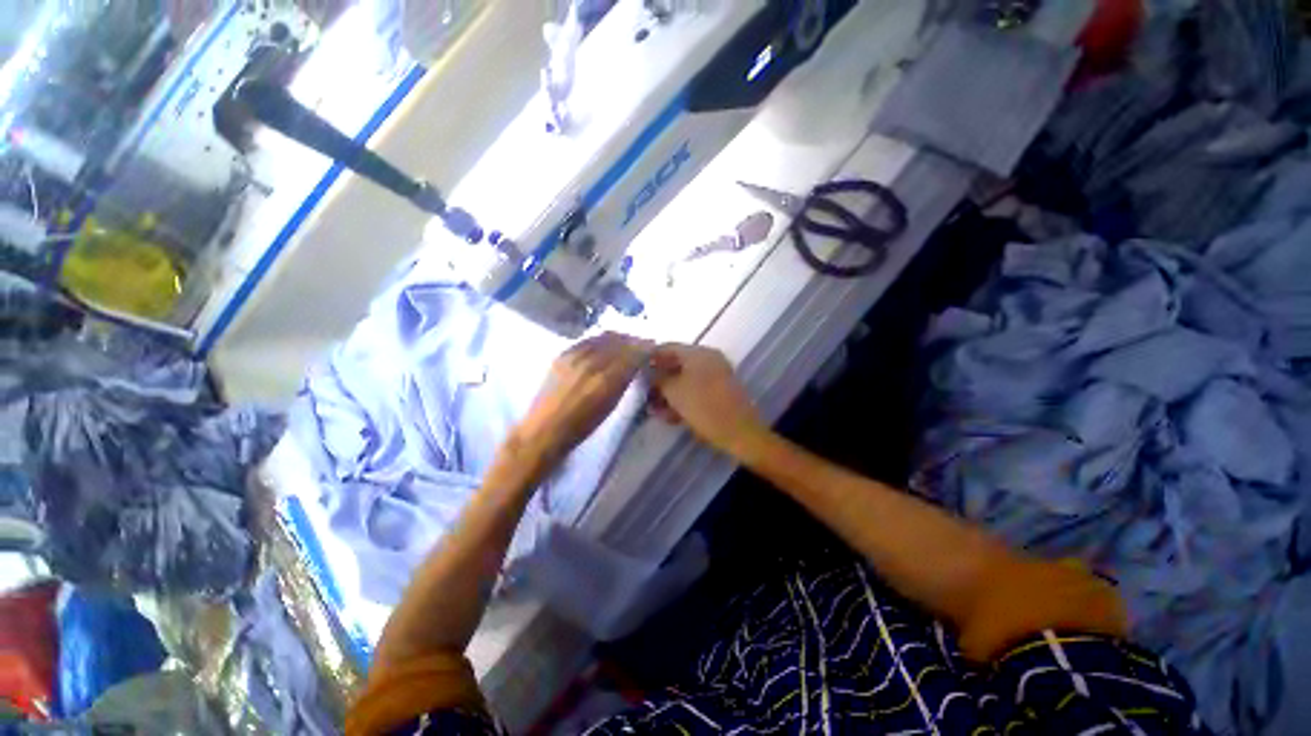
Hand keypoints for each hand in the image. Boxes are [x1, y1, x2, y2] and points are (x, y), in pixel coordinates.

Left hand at [513, 332, 650, 466]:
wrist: (544, 430)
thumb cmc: (581, 426)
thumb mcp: (610, 406)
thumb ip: (625, 380)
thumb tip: (638, 363)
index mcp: (607, 379)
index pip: (634, 354)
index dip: (648, 349)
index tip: (656, 350)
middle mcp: (592, 362)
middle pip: (621, 342)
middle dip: (636, 341)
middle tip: (646, 346)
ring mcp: (575, 355)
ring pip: (605, 338)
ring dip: (621, 338)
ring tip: (628, 344)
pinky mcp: (563, 354)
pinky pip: (589, 340)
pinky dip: (603, 339)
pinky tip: (606, 345)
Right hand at [648, 344, 767, 457]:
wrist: (741, 433)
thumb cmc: (704, 407)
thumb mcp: (674, 392)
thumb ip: (658, 379)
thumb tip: (648, 375)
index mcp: (699, 353)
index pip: (667, 347)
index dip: (649, 359)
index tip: (634, 371)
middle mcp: (709, 359)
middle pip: (676, 364)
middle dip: (659, 380)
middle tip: (643, 394)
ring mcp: (717, 376)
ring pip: (685, 380)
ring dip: (669, 393)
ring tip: (655, 410)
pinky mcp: (720, 393)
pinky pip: (696, 391)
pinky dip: (682, 400)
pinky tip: (671, 416)